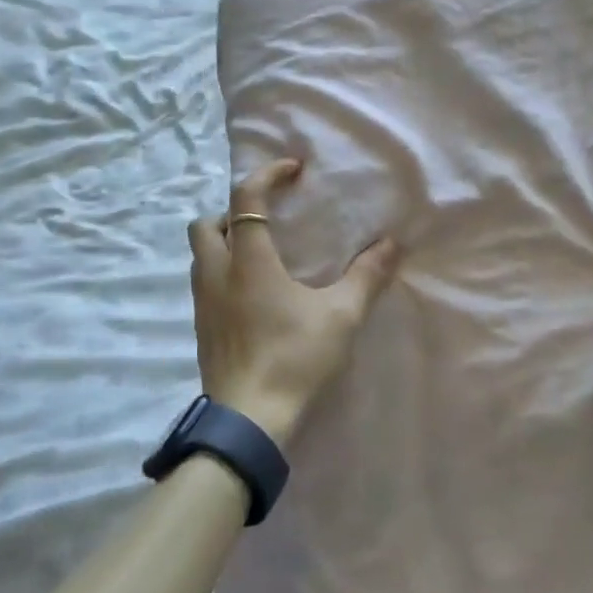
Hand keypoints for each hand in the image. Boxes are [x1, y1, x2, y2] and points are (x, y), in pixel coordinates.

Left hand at [189, 158, 400, 446]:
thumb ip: (367, 277)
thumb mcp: (341, 316)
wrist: (249, 422)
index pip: (246, 198)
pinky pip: (204, 283)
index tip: (293, 169)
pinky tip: (253, 295)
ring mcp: (202, 303)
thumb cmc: (295, 360)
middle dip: (232, 211)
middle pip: (206, 223)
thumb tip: (392, 244)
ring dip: (224, 242)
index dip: (267, 174)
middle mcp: (217, 274)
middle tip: (268, 221)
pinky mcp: (201, 329)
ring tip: (262, 255)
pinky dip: (222, 272)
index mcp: (249, 261)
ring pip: (200, 254)